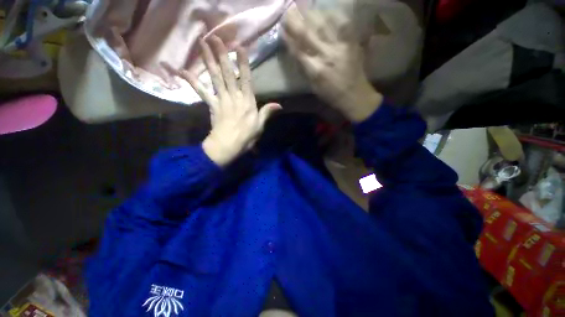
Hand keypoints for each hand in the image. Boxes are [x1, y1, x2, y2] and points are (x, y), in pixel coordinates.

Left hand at [166, 36, 280, 166]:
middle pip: (228, 74)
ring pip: (215, 78)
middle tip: (216, 37)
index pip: (247, 79)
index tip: (239, 47)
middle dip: (222, 55)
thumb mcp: (260, 126)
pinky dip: (193, 81)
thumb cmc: (247, 137)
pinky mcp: (212, 105)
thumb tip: (279, 105)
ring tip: (202, 44)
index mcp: (248, 102)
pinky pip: (202, 92)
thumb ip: (267, 112)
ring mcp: (221, 100)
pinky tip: (184, 71)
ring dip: (208, 60)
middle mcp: (234, 97)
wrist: (228, 146)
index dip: (243, 63)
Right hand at [283, 7, 382, 122]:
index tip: (282, 29)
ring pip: (323, 26)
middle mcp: (326, 56)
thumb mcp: (314, 88)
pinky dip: (334, 16)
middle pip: (308, 35)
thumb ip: (305, 70)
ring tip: (303, 7)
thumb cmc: (331, 95)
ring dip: (311, 15)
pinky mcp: (351, 43)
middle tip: (288, 11)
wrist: (355, 95)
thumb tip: (296, 54)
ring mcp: (340, 48)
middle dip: (296, 22)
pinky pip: (342, 25)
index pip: (298, 51)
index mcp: (315, 70)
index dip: (289, 39)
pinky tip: (326, 11)